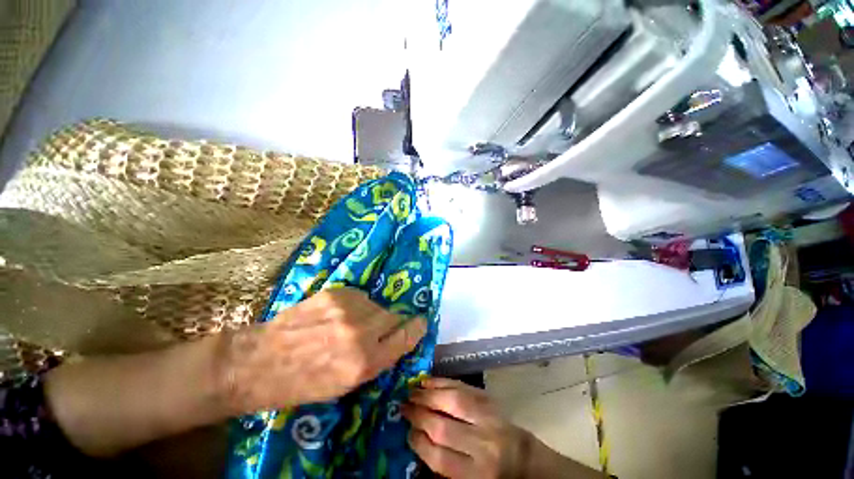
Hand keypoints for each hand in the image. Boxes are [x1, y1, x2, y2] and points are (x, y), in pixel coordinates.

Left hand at [216, 288, 426, 413]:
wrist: (259, 361)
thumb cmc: (302, 383)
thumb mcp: (345, 385)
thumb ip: (376, 360)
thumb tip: (395, 339)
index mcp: (365, 362)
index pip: (406, 336)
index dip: (416, 328)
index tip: (421, 322)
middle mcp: (361, 332)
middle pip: (394, 315)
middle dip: (390, 322)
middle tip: (376, 329)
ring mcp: (348, 309)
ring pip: (376, 305)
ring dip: (371, 313)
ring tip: (349, 323)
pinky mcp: (336, 293)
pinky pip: (359, 296)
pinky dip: (355, 305)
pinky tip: (337, 314)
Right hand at [403, 378, 529, 478]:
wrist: (523, 459)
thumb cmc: (490, 473)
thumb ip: (444, 464)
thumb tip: (416, 438)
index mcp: (475, 474)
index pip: (439, 457)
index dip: (419, 442)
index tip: (408, 432)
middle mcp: (481, 445)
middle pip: (443, 427)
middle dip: (418, 415)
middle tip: (403, 407)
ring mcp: (487, 417)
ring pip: (452, 401)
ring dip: (428, 395)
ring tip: (412, 391)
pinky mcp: (488, 399)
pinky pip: (462, 387)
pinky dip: (443, 382)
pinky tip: (428, 382)